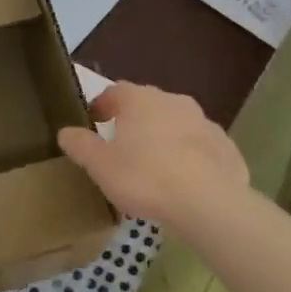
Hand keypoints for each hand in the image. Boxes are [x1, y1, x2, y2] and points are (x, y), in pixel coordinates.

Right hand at [57, 82, 248, 229]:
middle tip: (122, 146)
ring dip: (163, 137)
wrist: (207, 200)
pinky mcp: (225, 146)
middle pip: (147, 105)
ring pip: (176, 124)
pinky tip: (183, 180)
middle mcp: (173, 101)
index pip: (115, 91)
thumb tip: (65, 131)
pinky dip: (189, 156)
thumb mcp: (100, 165)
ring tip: (153, 166)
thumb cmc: (144, 177)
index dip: (102, 105)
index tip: (93, 121)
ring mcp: (204, 122)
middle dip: (134, 121)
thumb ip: (81, 145)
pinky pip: (199, 146)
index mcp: (140, 100)